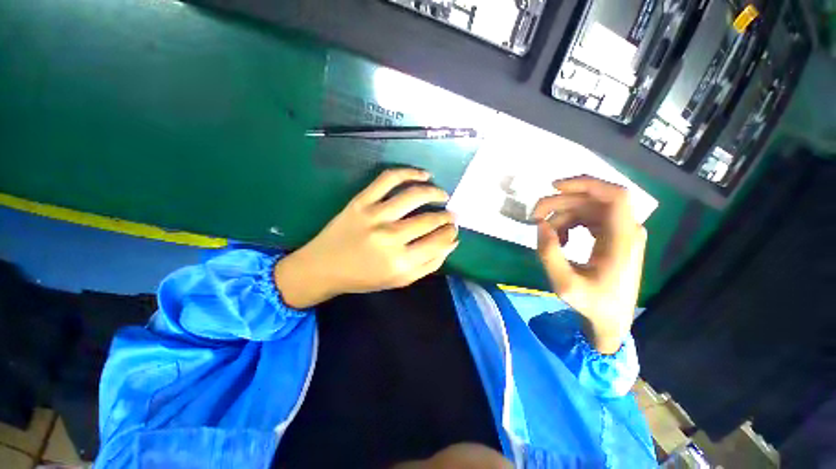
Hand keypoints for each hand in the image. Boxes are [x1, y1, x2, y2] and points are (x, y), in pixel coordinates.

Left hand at [274, 168, 458, 307]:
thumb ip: (429, 264)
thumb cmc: (364, 278)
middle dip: (447, 216)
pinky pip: (389, 179)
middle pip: (429, 220)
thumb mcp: (400, 281)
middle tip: (451, 215)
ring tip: (443, 196)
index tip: (454, 228)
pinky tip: (424, 175)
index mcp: (401, 262)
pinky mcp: (362, 201)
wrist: (324, 267)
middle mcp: (390, 237)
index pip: (438, 242)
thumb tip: (451, 242)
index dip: (451, 233)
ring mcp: (375, 215)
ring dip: (435, 193)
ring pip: (415, 195)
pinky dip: (410, 172)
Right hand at [532, 176, 646, 353]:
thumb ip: (549, 254)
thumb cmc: (592, 304)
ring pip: (588, 208)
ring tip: (548, 236)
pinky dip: (569, 224)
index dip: (586, 184)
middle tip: (534, 215)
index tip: (554, 187)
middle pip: (593, 200)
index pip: (615, 196)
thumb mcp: (564, 284)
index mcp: (623, 239)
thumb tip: (541, 225)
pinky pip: (588, 218)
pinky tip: (560, 240)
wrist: (611, 320)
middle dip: (560, 203)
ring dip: (562, 216)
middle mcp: (626, 230)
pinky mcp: (613, 237)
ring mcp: (621, 232)